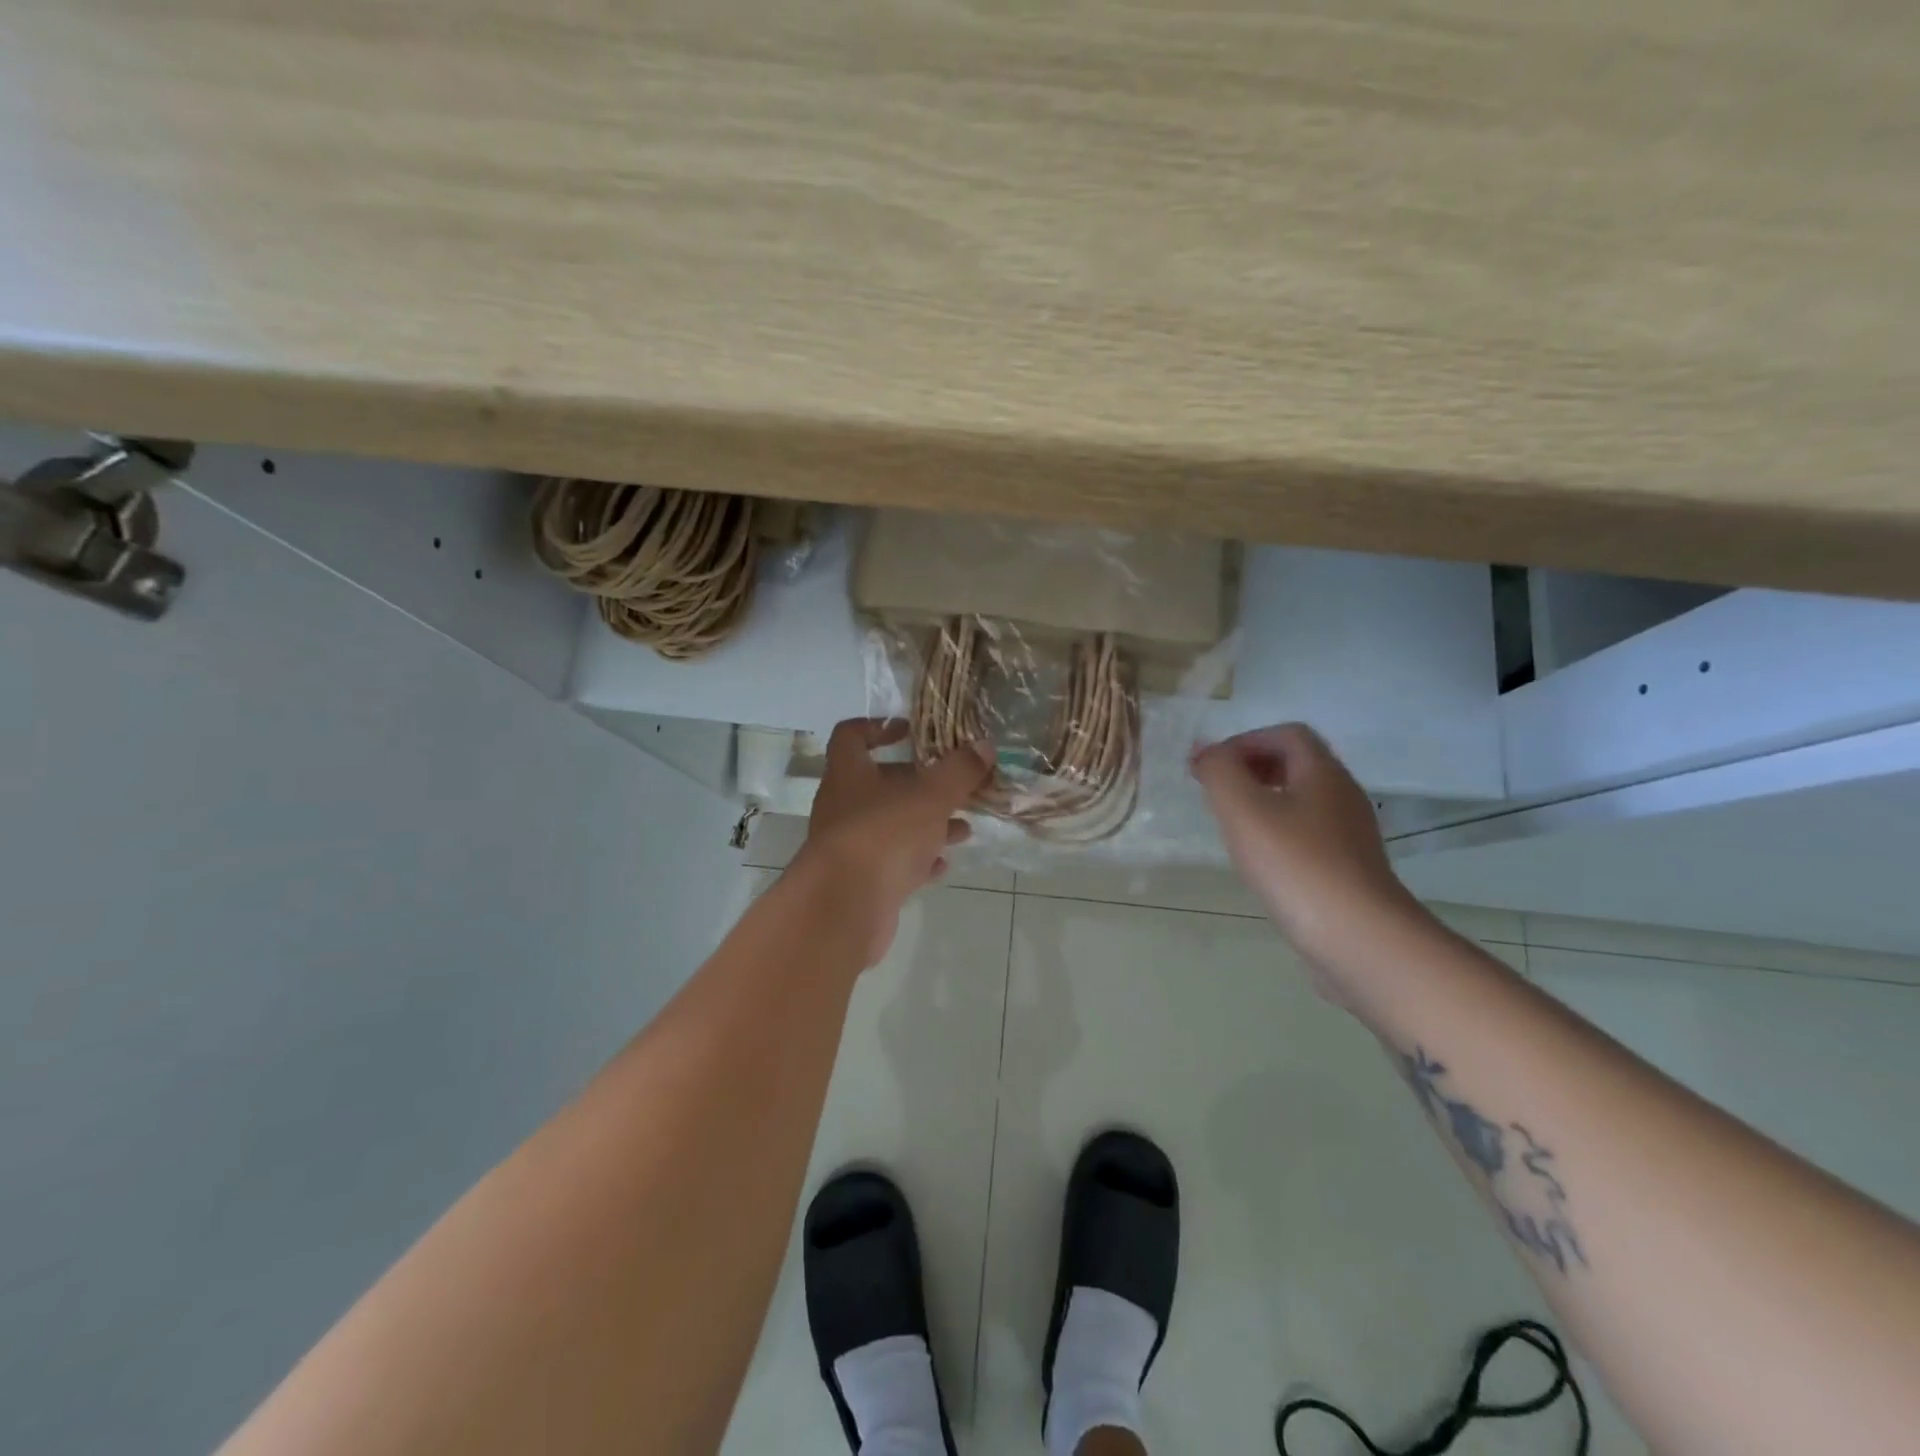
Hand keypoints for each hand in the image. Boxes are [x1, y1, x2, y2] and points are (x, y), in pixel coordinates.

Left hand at [798, 719, 992, 966]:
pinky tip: (944, 864)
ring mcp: (851, 846)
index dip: (878, 727)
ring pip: (892, 826)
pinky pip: (894, 864)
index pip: (851, 736)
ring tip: (964, 827)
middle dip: (919, 783)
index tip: (910, 730)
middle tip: (954, 783)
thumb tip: (985, 746)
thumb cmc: (884, 834)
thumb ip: (959, 770)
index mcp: (849, 774)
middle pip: (879, 783)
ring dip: (926, 824)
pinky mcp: (862, 881)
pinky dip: (919, 861)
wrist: (845, 908)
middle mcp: (844, 806)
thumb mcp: (931, 795)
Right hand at [1191, 724, 1421, 989]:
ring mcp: (1349, 835)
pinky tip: (1259, 860)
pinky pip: (1308, 834)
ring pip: (1302, 800)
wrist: (1359, 939)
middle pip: (1296, 764)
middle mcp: (1342, 795)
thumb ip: (1219, 771)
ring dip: (1263, 800)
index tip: (1209, 767)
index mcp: (1322, 772)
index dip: (1244, 741)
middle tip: (1215, 791)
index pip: (1286, 734)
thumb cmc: (1296, 865)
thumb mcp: (1243, 809)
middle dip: (1251, 768)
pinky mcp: (1348, 869)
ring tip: (1230, 824)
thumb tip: (1205, 751)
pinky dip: (1278, 832)